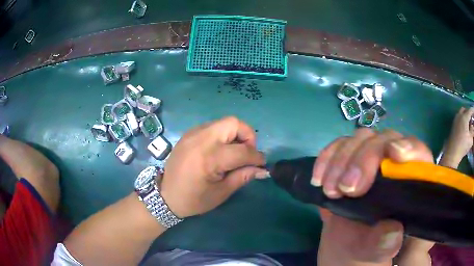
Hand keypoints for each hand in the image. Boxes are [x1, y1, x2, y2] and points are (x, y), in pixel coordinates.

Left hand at [160, 117, 267, 217]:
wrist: (165, 195)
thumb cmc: (193, 199)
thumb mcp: (221, 193)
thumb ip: (243, 176)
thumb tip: (262, 169)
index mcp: (209, 158)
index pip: (242, 150)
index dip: (257, 157)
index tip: (261, 164)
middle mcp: (201, 139)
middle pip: (233, 123)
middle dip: (248, 136)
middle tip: (247, 153)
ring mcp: (193, 133)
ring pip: (223, 122)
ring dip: (235, 134)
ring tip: (234, 152)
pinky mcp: (189, 134)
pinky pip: (212, 126)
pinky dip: (222, 135)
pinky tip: (220, 150)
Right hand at [312, 129, 432, 264]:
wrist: (348, 249)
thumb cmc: (369, 252)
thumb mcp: (378, 253)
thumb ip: (386, 246)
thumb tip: (392, 232)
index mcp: (411, 186)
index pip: (419, 153)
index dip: (410, 147)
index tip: (393, 155)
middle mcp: (394, 166)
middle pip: (386, 140)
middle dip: (365, 157)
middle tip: (346, 188)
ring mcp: (371, 162)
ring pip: (362, 139)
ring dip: (342, 158)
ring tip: (329, 188)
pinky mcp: (350, 163)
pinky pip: (340, 147)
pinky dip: (328, 156)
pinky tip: (318, 178)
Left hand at [441, 107, 473, 167]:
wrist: (452, 153)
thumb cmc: (463, 145)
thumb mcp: (470, 139)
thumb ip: (472, 130)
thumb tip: (472, 126)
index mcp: (464, 117)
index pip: (470, 110)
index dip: (473, 110)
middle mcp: (459, 115)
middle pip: (465, 109)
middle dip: (469, 112)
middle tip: (472, 118)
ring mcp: (455, 120)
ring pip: (461, 113)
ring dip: (465, 116)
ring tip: (469, 123)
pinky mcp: (453, 125)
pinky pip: (458, 118)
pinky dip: (462, 119)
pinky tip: (464, 127)